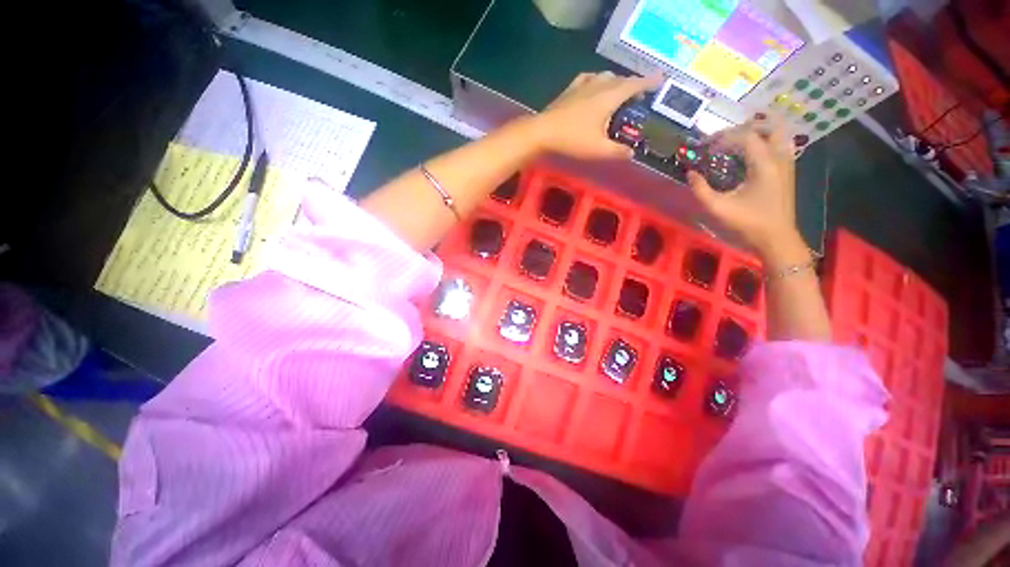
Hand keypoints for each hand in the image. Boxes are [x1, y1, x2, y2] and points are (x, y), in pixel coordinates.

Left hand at [534, 71, 661, 159]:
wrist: (543, 131)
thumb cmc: (573, 139)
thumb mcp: (598, 149)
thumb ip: (617, 152)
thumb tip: (631, 154)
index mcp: (610, 96)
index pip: (635, 84)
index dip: (649, 81)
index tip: (661, 79)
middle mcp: (599, 85)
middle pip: (622, 79)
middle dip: (634, 84)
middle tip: (640, 95)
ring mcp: (583, 84)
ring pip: (606, 77)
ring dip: (617, 82)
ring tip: (619, 93)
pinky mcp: (571, 88)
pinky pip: (590, 78)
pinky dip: (598, 81)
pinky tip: (595, 87)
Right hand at [687, 118, 801, 254]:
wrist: (776, 238)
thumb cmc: (747, 223)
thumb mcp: (718, 208)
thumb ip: (700, 189)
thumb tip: (691, 173)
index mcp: (764, 164)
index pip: (745, 136)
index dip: (723, 137)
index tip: (705, 146)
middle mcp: (779, 157)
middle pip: (768, 126)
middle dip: (743, 128)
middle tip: (723, 139)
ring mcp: (786, 163)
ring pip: (777, 133)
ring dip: (757, 132)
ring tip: (736, 142)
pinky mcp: (787, 171)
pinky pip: (779, 144)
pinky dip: (764, 142)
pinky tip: (750, 153)